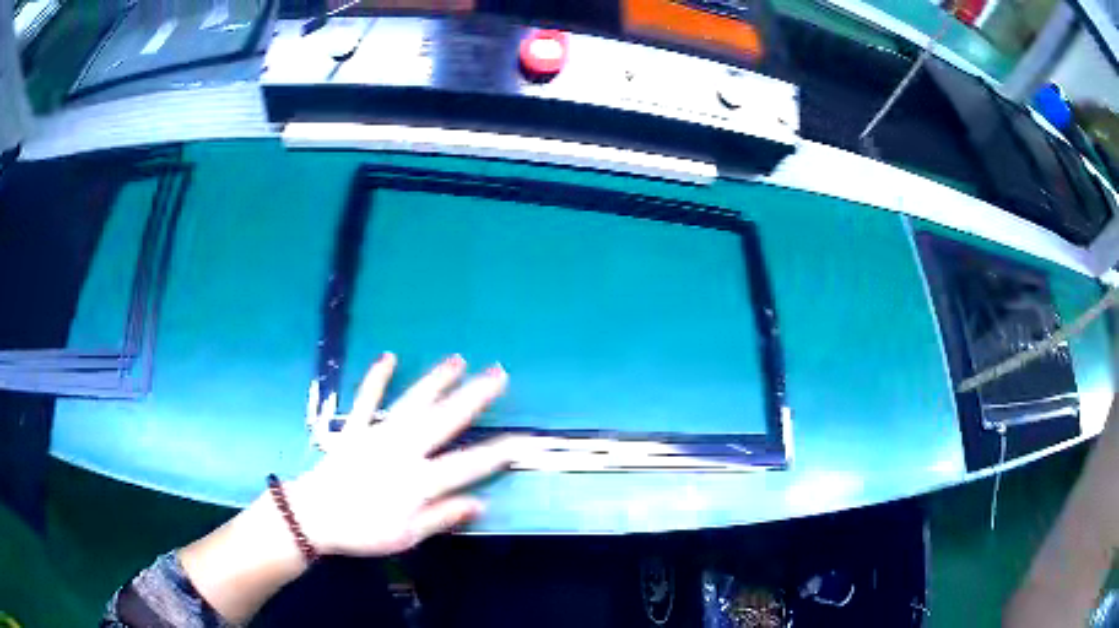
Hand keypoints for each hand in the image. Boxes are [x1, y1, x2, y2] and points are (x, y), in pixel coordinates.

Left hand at [288, 353, 515, 556]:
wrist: (314, 517)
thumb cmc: (363, 531)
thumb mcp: (408, 536)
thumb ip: (443, 517)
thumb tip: (481, 503)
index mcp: (420, 481)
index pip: (469, 464)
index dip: (499, 451)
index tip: (525, 438)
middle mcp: (404, 450)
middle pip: (446, 420)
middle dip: (475, 396)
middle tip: (498, 373)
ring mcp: (378, 435)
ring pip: (413, 402)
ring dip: (436, 380)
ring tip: (458, 360)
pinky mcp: (355, 428)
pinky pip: (367, 399)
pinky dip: (377, 378)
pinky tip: (389, 357)